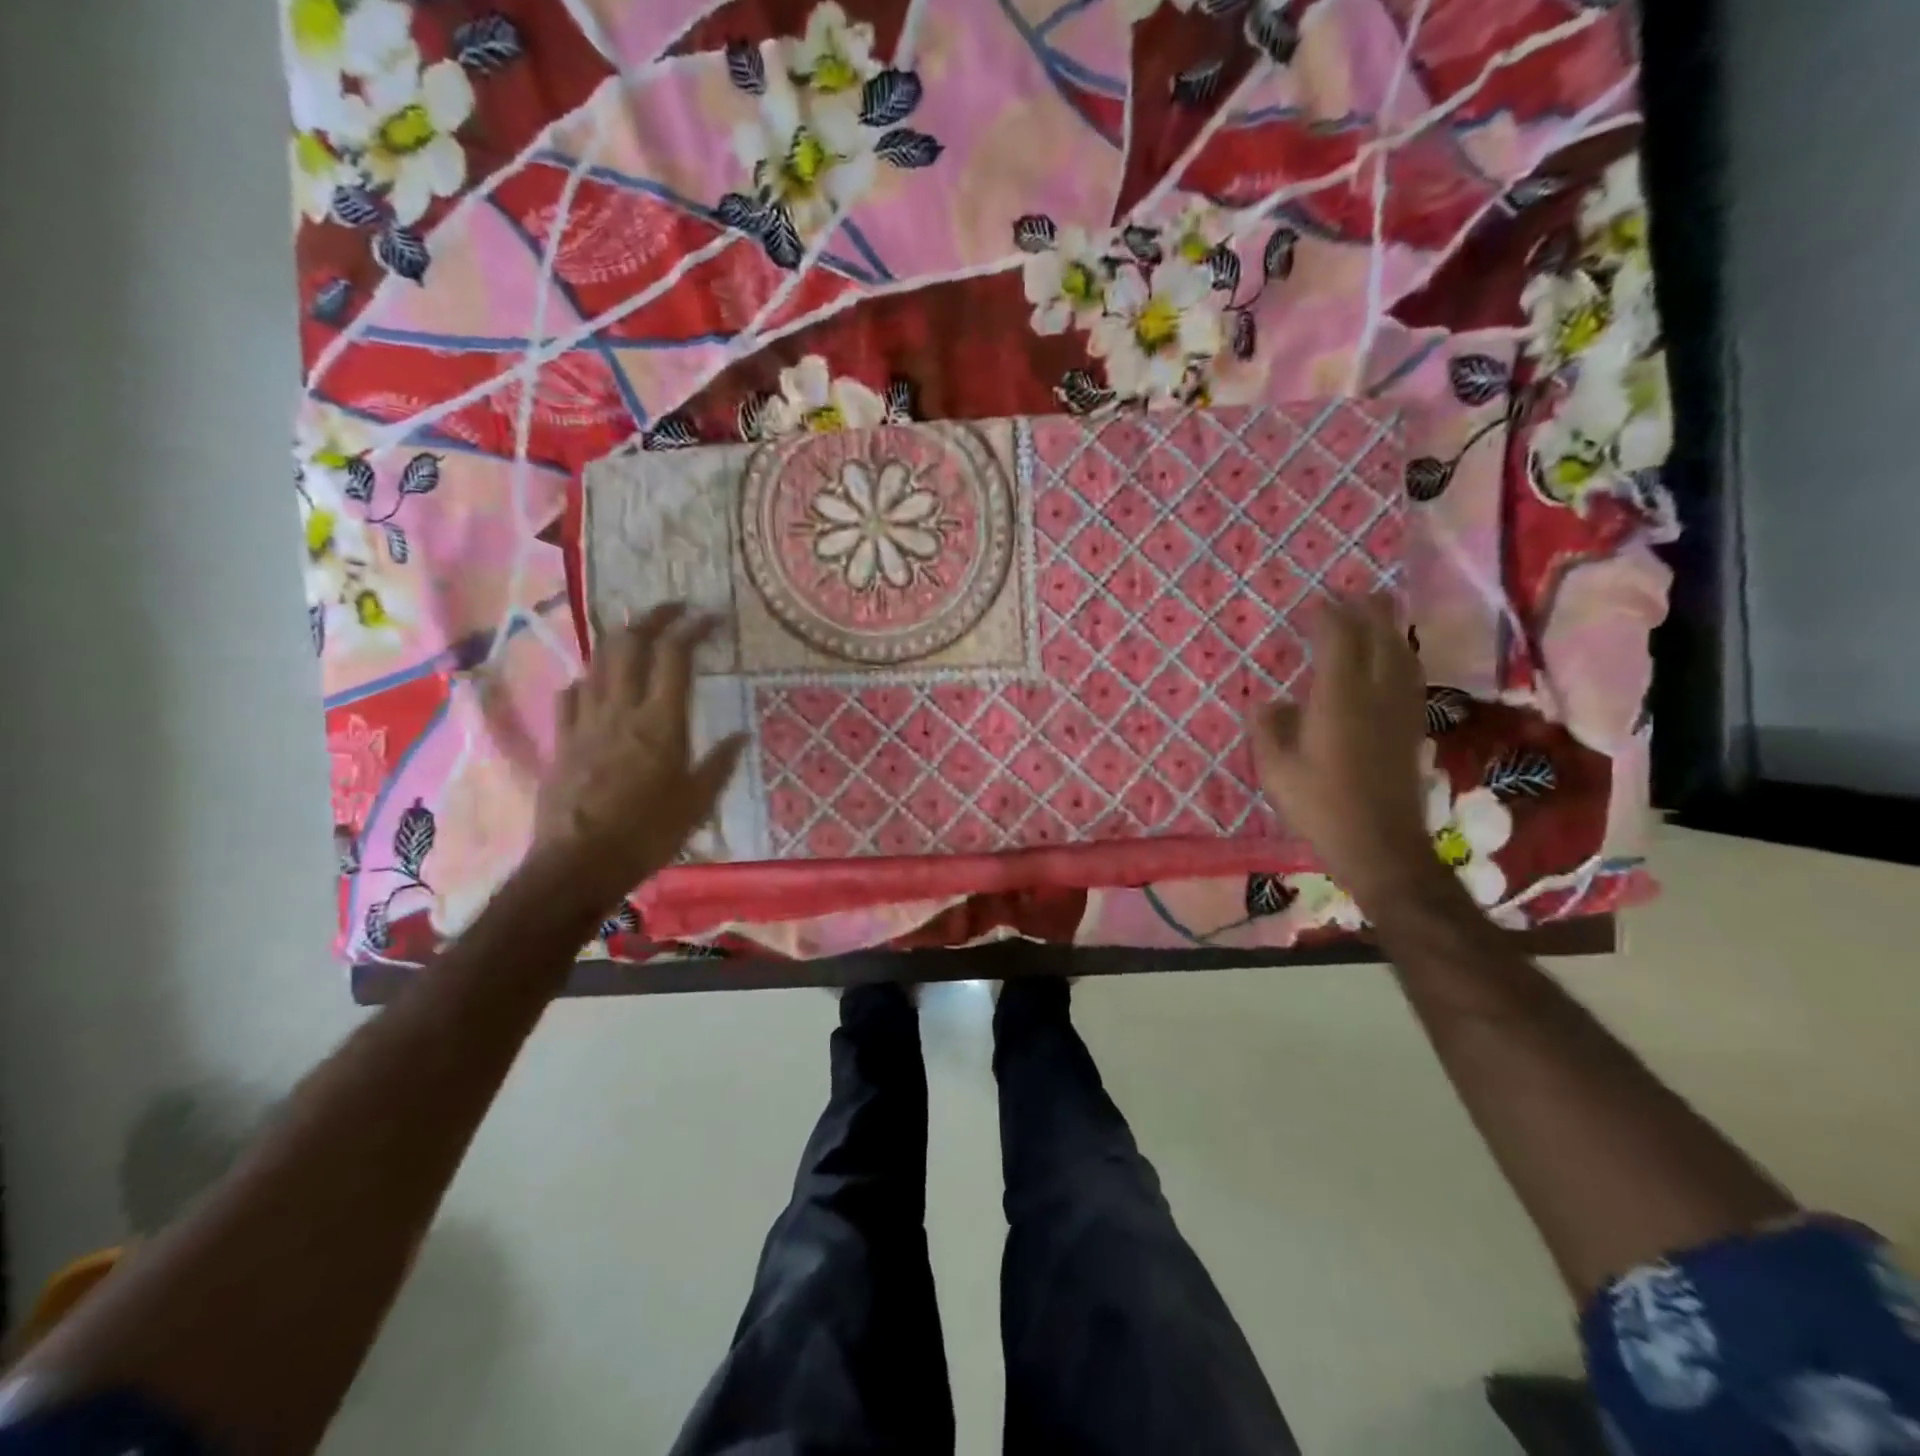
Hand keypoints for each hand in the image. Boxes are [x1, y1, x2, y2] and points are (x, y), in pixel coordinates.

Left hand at [531, 603, 746, 918]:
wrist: (579, 863)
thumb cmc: (648, 834)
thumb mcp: (698, 802)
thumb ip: (719, 763)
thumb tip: (741, 736)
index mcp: (661, 722)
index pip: (675, 656)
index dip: (692, 628)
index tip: (709, 617)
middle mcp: (621, 709)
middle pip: (630, 644)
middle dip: (652, 617)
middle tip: (672, 609)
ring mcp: (586, 721)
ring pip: (599, 662)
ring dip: (621, 641)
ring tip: (638, 638)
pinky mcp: (563, 739)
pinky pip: (572, 695)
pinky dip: (589, 680)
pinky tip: (596, 686)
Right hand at [1250, 593, 1440, 910]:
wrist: (1379, 844)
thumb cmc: (1319, 805)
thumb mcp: (1274, 769)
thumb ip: (1267, 728)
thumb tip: (1266, 701)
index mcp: (1339, 698)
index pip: (1339, 639)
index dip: (1328, 615)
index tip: (1314, 603)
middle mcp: (1376, 693)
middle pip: (1380, 636)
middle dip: (1366, 610)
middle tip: (1350, 594)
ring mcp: (1400, 709)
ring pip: (1402, 653)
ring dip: (1387, 628)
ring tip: (1374, 615)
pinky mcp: (1411, 727)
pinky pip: (1409, 675)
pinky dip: (1399, 654)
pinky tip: (1391, 660)